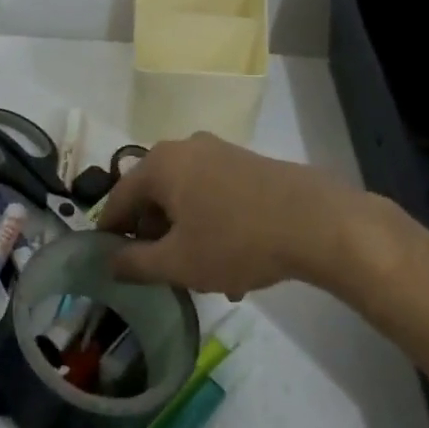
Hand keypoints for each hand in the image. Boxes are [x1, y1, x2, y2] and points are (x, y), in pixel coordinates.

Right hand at [98, 133, 385, 296]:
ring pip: (187, 199)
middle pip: (154, 197)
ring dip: (187, 237)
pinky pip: (215, 196)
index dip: (111, 234)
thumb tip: (110, 261)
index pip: (119, 199)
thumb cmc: (235, 241)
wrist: (318, 223)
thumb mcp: (178, 263)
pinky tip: (234, 265)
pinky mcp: (248, 164)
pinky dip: (213, 226)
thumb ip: (135, 263)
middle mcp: (185, 148)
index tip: (113, 263)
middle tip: (162, 273)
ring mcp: (220, 152)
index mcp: (159, 164)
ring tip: (204, 278)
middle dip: (156, 238)